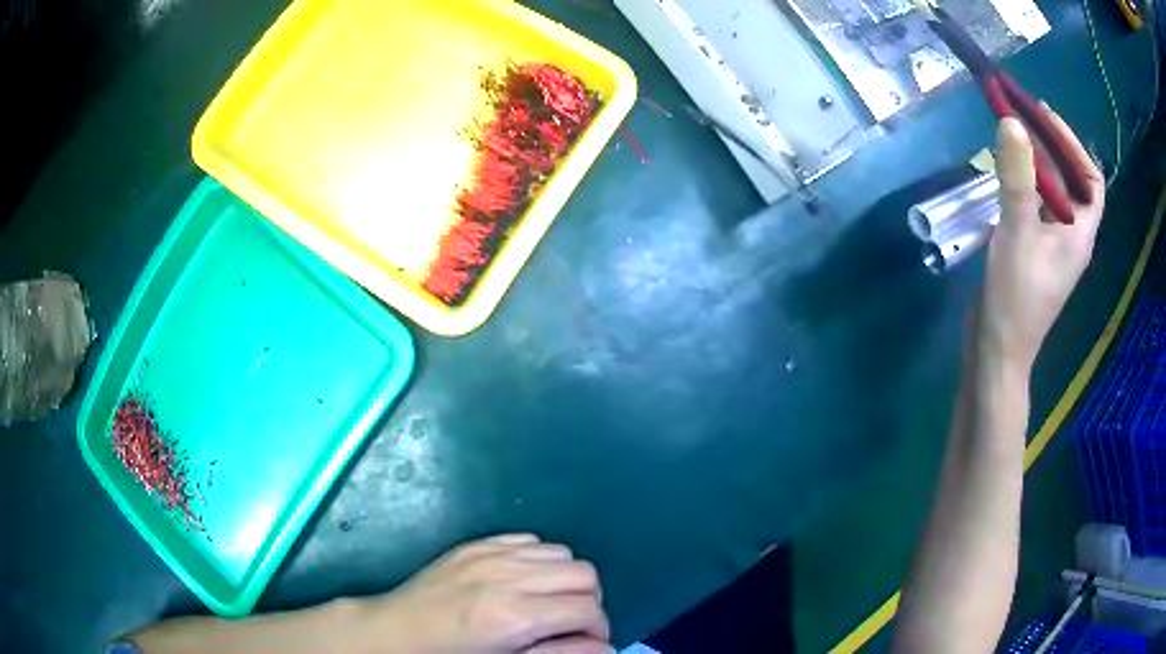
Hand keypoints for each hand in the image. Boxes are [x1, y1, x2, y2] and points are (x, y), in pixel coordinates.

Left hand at [363, 534, 610, 653]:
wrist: (396, 632)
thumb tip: (604, 647)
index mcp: (513, 617)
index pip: (587, 610)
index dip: (599, 628)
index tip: (589, 640)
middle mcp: (506, 576)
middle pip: (584, 575)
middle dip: (588, 601)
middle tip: (570, 622)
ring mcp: (489, 554)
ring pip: (562, 553)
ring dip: (564, 579)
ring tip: (546, 601)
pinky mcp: (475, 544)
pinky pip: (529, 540)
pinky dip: (539, 560)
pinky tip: (522, 582)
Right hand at [978, 112, 1105, 369]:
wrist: (997, 352)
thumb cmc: (1016, 298)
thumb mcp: (1018, 233)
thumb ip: (1017, 177)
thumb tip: (1011, 121)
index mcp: (1080, 232)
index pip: (1091, 179)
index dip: (1073, 144)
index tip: (1045, 115)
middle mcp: (1072, 235)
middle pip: (1071, 180)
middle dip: (1050, 145)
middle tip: (1022, 114)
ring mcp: (1053, 244)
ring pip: (1052, 191)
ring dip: (1036, 161)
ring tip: (1012, 135)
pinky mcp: (1035, 250)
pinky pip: (1036, 206)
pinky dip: (1025, 183)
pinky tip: (1005, 174)